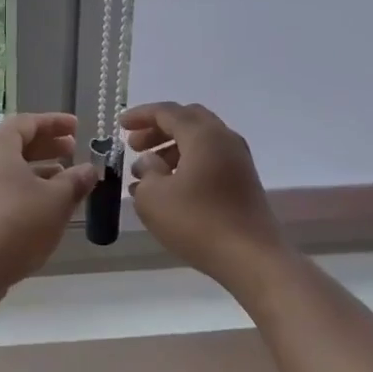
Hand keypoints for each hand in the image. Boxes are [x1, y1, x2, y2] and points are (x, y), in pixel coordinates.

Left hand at [0, 113, 97, 304]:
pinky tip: (36, 209)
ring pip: (3, 169)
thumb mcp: (56, 201)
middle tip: (72, 151)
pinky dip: (17, 190)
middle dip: (45, 146)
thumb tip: (89, 170)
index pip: (28, 122)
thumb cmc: (15, 223)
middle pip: (13, 144)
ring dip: (33, 171)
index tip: (77, 127)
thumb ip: (75, 181)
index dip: (55, 124)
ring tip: (61, 182)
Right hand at [121, 102, 286, 291]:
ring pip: (200, 140)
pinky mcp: (243, 181)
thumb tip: (150, 161)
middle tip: (134, 145)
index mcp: (203, 135)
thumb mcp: (154, 198)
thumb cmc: (198, 223)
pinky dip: (187, 162)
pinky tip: (170, 187)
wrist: (253, 259)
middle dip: (158, 129)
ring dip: (171, 148)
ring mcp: (238, 160)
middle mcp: (224, 139)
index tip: (119, 125)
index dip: (141, 116)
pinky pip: (210, 159)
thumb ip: (146, 172)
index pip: (167, 112)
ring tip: (146, 171)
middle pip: (187, 120)